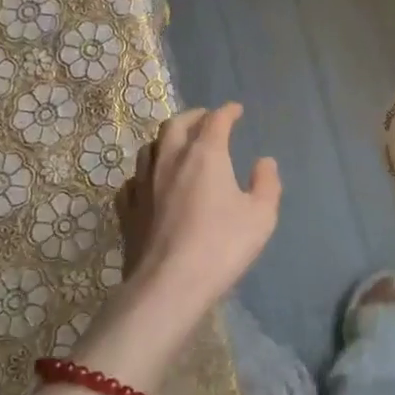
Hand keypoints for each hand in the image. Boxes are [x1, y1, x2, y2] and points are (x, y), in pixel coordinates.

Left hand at [112, 104, 280, 314]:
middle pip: (175, 125)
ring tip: (177, 146)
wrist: (169, 284)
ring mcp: (143, 184)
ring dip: (166, 140)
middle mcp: (170, 160)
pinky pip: (133, 180)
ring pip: (150, 148)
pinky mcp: (128, 209)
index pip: (215, 120)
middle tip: (205, 119)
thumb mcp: (261, 216)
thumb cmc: (221, 246)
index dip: (227, 112)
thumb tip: (264, 161)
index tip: (236, 110)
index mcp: (205, 155)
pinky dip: (145, 173)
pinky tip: (150, 183)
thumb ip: (266, 184)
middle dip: (193, 117)